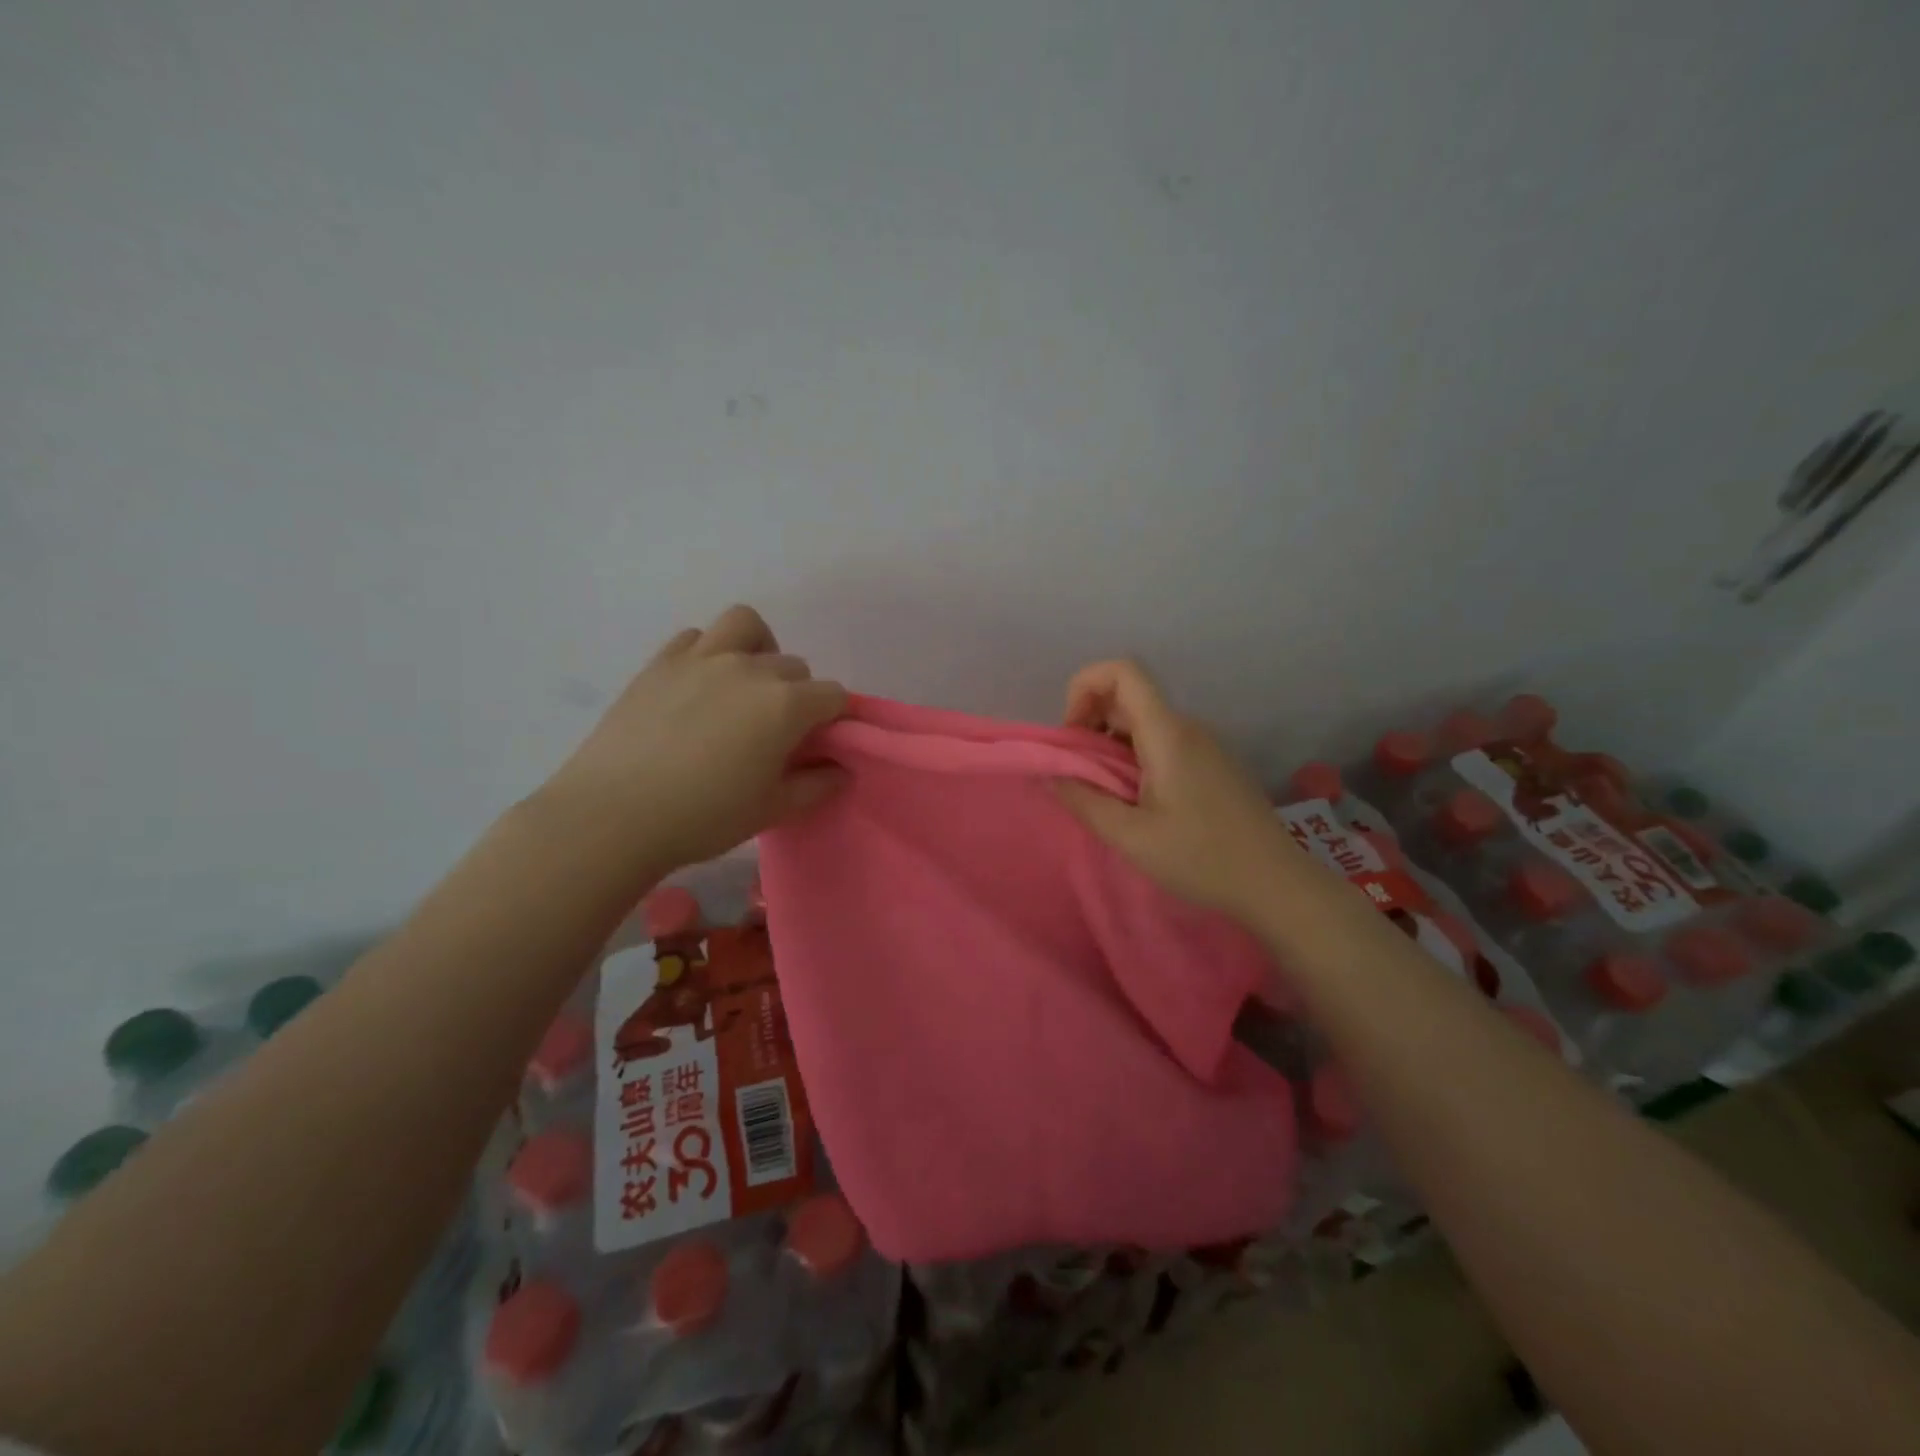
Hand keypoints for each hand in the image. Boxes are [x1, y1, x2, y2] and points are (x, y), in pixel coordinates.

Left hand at [541, 605, 848, 875]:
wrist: (613, 815)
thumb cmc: (704, 817)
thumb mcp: (772, 810)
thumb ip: (817, 785)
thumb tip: (842, 770)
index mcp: (785, 705)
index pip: (832, 695)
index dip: (834, 719)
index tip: (819, 744)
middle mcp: (750, 669)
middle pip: (794, 666)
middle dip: (797, 694)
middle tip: (776, 732)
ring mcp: (702, 658)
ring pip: (746, 626)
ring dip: (758, 648)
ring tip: (745, 684)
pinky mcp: (661, 662)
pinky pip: (697, 637)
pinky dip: (709, 652)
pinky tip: (700, 685)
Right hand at [1055, 660, 1298, 920]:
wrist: (1276, 884)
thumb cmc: (1202, 859)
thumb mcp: (1131, 837)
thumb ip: (1084, 801)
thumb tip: (1049, 774)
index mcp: (1167, 734)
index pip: (1122, 671)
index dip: (1084, 686)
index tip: (1072, 734)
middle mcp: (1187, 727)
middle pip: (1128, 696)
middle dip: (1090, 722)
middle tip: (1079, 772)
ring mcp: (1204, 744)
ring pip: (1143, 722)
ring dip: (1110, 745)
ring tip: (1104, 793)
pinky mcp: (1212, 764)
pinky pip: (1162, 742)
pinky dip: (1134, 757)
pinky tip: (1136, 801)